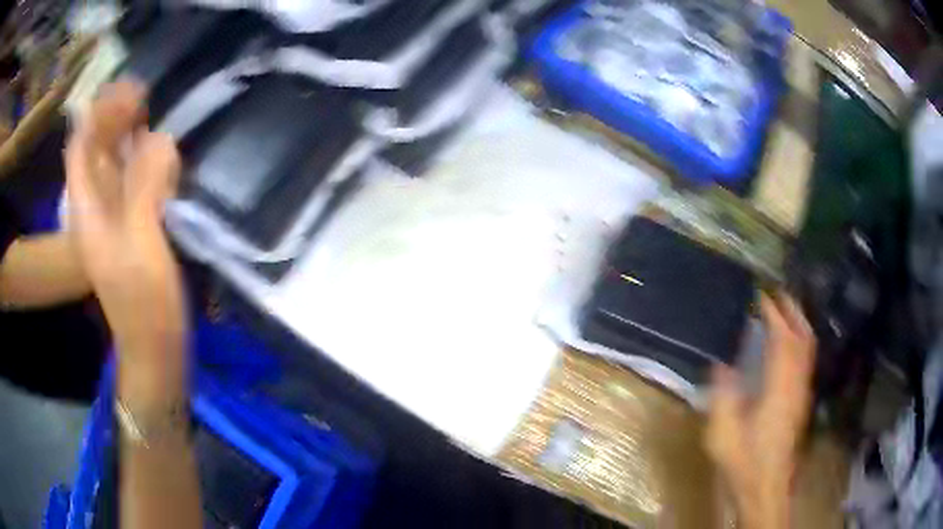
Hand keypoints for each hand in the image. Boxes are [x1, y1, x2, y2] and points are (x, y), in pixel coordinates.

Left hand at [65, 81, 179, 295]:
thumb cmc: (144, 303)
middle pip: (96, 153)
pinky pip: (129, 183)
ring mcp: (111, 218)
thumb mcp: (142, 244)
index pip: (81, 149)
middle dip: (115, 120)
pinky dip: (141, 163)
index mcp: (87, 211)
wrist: (154, 344)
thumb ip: (145, 188)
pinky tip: (157, 153)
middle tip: (143, 95)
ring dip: (128, 138)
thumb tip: (161, 138)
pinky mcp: (128, 226)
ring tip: (150, 115)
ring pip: (112, 166)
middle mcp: (94, 208)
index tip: (128, 91)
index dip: (99, 115)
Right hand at [705, 293, 815, 528]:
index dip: (773, 314)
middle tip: (776, 292)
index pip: (782, 340)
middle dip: (792, 310)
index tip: (760, 296)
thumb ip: (723, 396)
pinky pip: (805, 360)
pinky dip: (799, 341)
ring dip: (798, 323)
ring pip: (808, 348)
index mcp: (779, 389)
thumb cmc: (744, 462)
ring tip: (783, 309)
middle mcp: (796, 385)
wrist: (766, 489)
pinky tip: (788, 344)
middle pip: (803, 338)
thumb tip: (723, 365)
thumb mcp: (723, 433)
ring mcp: (802, 394)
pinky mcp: (801, 402)